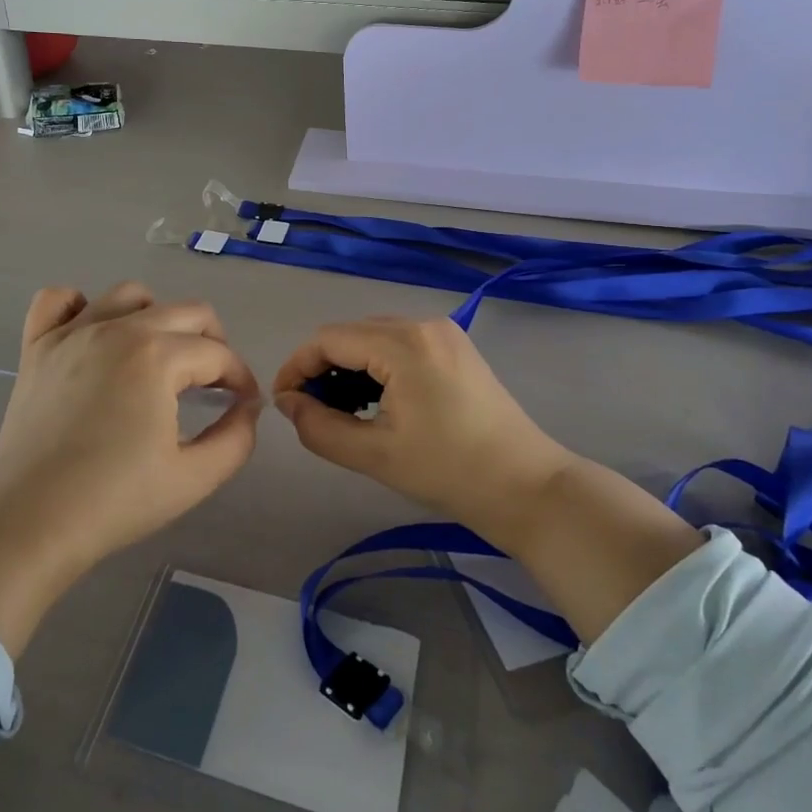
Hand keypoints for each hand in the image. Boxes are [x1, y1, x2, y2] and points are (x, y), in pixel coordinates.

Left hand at [0, 283, 261, 654]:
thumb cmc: (115, 501)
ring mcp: (72, 333)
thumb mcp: (195, 478)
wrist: (30, 522)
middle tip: (213, 382)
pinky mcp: (36, 346)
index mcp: (157, 356)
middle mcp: (117, 329)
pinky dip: (80, 306)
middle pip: (185, 311)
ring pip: (128, 295)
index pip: (217, 354)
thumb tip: (247, 407)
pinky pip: (58, 300)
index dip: (239, 378)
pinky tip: (93, 335)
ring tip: (159, 355)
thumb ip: (236, 438)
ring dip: (156, 317)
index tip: (243, 404)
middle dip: (212, 342)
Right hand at [275, 316, 700, 640]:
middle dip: (322, 368)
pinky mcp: (456, 348)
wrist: (528, 487)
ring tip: (340, 411)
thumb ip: (319, 427)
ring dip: (349, 368)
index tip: (283, 403)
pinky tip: (375, 402)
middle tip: (309, 411)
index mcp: (403, 343)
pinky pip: (400, 345)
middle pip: (351, 334)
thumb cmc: (449, 471)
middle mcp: (422, 324)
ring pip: (375, 338)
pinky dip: (377, 367)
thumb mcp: (375, 455)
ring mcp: (443, 333)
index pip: (328, 339)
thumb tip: (288, 403)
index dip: (297, 367)